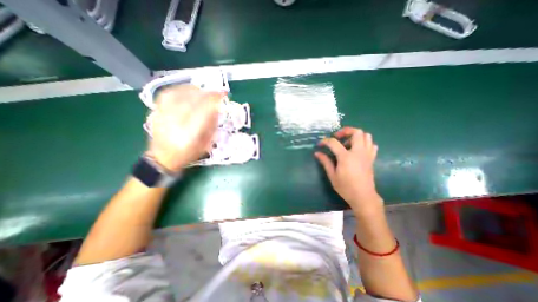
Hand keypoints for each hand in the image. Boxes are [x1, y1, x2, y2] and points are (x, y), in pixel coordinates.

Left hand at [144, 84, 223, 172]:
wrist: (162, 157)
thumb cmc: (188, 153)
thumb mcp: (206, 144)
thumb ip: (212, 125)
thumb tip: (217, 108)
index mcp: (189, 134)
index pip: (204, 110)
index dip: (215, 100)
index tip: (224, 95)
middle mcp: (174, 122)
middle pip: (194, 99)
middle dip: (208, 94)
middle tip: (217, 94)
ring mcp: (163, 114)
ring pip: (182, 93)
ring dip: (197, 91)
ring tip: (205, 93)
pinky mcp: (156, 109)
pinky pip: (170, 92)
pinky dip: (183, 90)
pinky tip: (190, 91)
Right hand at [317, 127, 382, 216]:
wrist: (363, 197)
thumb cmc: (345, 187)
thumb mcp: (332, 175)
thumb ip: (325, 162)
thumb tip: (317, 153)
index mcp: (346, 157)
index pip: (333, 142)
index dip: (325, 141)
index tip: (320, 144)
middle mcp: (358, 152)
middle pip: (356, 132)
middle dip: (345, 131)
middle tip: (337, 137)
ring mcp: (367, 155)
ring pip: (366, 136)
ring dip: (356, 135)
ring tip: (347, 142)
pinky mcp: (371, 158)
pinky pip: (371, 145)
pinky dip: (365, 143)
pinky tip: (357, 149)